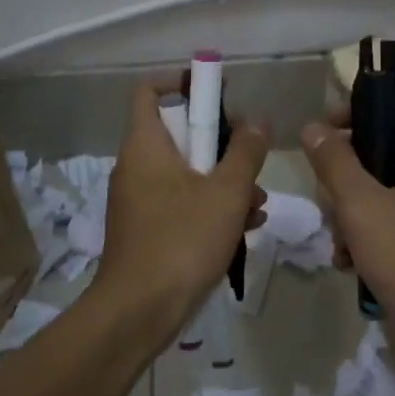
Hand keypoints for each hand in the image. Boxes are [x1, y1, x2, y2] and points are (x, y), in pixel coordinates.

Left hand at [97, 77, 269, 326]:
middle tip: (252, 158)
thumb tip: (257, 121)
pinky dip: (211, 208)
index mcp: (145, 146)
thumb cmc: (182, 241)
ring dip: (225, 183)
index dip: (181, 82)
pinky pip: (182, 204)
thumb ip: (246, 152)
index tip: (217, 93)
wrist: (138, 313)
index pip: (149, 92)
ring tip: (258, 204)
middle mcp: (136, 167)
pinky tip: (245, 228)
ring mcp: (139, 201)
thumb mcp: (226, 192)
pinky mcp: (147, 231)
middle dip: (223, 145)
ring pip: (187, 174)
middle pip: (179, 135)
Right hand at [300, 100, 394, 342]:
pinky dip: (365, 237)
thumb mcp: (363, 205)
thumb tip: (313, 127)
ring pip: (381, 190)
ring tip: (337, 238)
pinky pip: (389, 223)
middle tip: (325, 191)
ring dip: (351, 211)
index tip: (325, 126)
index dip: (362, 108)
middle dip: (348, 174)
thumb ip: (335, 162)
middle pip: (385, 150)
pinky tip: (346, 261)